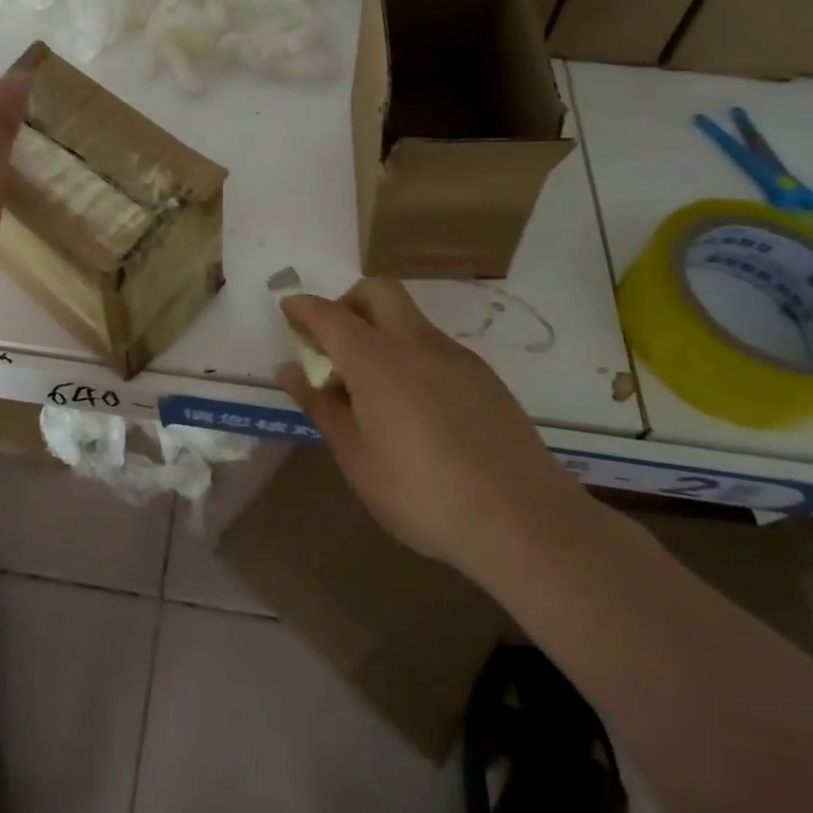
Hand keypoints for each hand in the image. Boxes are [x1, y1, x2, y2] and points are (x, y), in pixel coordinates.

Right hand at [278, 280, 587, 571]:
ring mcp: (455, 356)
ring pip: (409, 318)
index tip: (288, 310)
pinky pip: (434, 347)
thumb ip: (322, 406)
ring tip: (374, 388)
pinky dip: (411, 355)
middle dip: (348, 302)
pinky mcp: (484, 376)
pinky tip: (417, 409)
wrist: (524, 521)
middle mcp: (416, 343)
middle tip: (336, 344)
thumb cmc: (423, 495)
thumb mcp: (357, 459)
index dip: (304, 308)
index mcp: (377, 361)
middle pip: (377, 291)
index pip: (330, 315)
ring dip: (381, 330)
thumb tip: (290, 369)